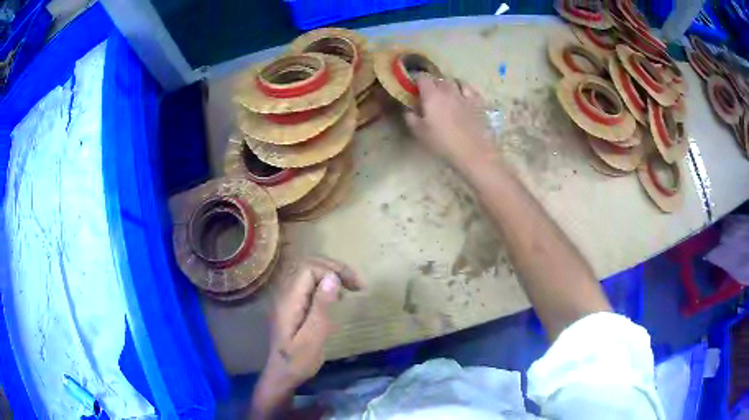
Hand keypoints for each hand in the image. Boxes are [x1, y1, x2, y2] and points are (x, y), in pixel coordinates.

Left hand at [265, 257, 363, 389]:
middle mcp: (286, 294)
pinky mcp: (293, 306)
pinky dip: (327, 285)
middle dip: (335, 269)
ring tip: (352, 287)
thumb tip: (332, 278)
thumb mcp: (313, 337)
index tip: (355, 286)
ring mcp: (288, 300)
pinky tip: (338, 297)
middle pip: (308, 266)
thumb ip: (321, 307)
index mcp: (289, 300)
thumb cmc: (298, 361)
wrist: (282, 376)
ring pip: (309, 274)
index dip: (332, 270)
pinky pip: (310, 286)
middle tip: (357, 284)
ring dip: (332, 275)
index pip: (308, 268)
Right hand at [405, 74, 495, 169]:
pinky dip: (463, 88)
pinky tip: (463, 94)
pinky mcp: (478, 101)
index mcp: (431, 95)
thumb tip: (408, 107)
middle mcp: (448, 90)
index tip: (415, 89)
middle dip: (432, 84)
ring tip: (446, 93)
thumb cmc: (443, 143)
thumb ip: (410, 116)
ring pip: (454, 81)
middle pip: (438, 79)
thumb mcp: (419, 132)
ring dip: (448, 84)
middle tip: (429, 95)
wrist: (472, 152)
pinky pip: (469, 88)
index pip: (422, 78)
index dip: (417, 81)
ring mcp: (465, 94)